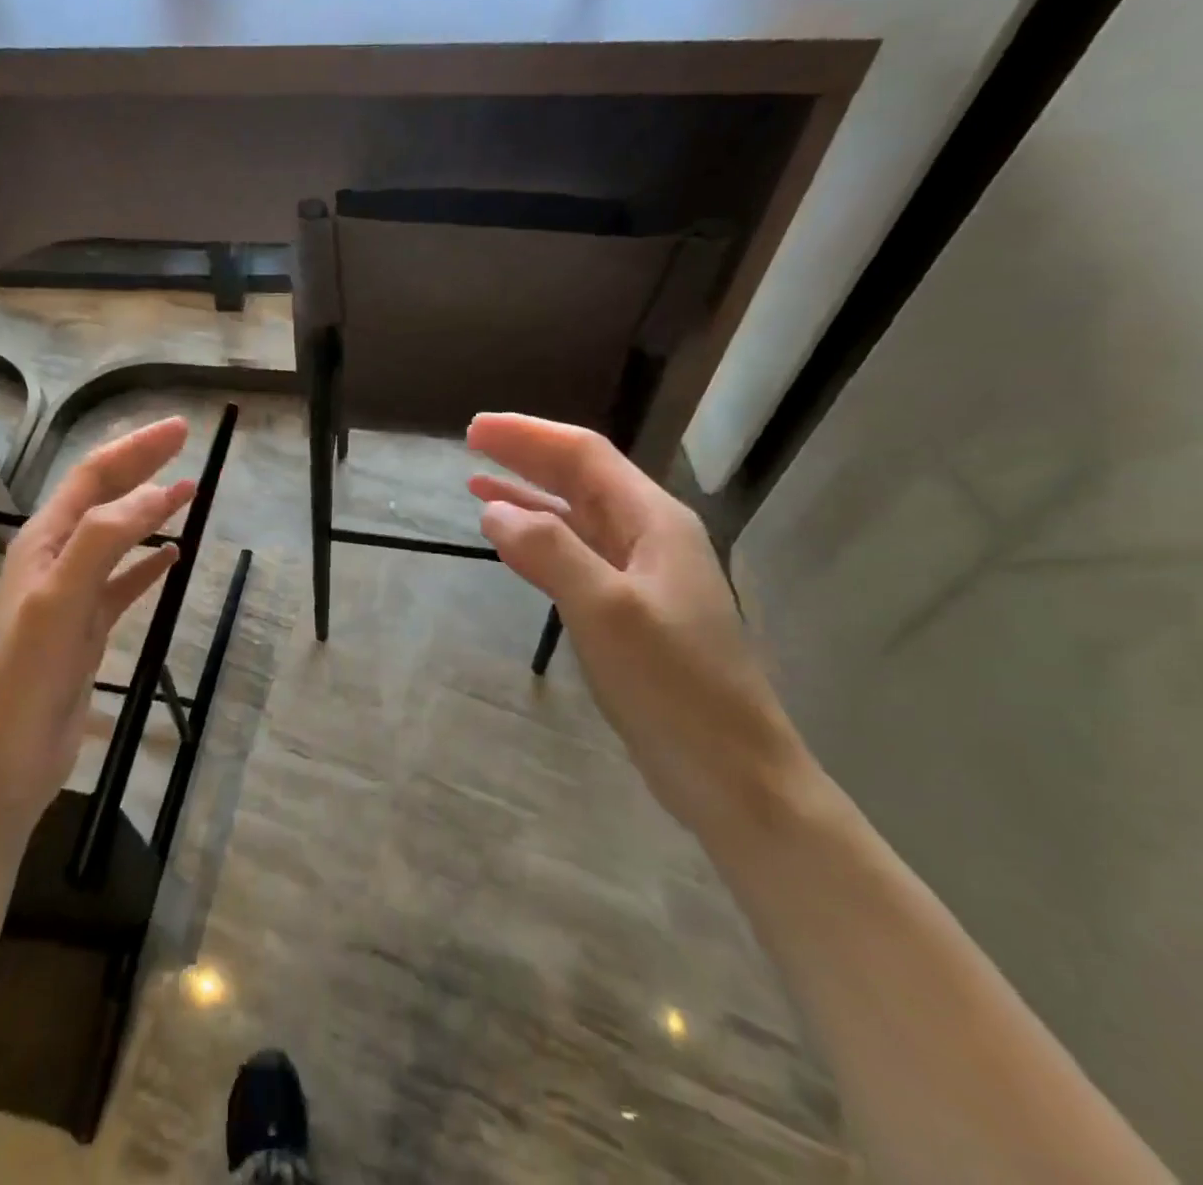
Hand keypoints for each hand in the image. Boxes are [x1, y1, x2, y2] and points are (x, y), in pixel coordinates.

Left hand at [0, 417, 194, 831]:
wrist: (5, 757)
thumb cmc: (26, 674)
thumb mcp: (61, 597)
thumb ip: (105, 540)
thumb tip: (158, 493)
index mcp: (43, 542)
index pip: (93, 478)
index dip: (134, 449)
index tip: (178, 429)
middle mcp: (56, 559)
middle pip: (104, 499)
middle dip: (142, 467)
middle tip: (184, 442)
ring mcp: (72, 595)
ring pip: (118, 538)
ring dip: (150, 511)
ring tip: (189, 491)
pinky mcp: (87, 629)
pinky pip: (124, 584)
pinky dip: (149, 565)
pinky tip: (172, 558)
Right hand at [467, 413, 810, 834]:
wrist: (731, 774)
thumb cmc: (673, 687)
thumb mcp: (606, 611)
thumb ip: (550, 552)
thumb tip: (494, 510)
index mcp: (654, 522)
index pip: (584, 457)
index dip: (529, 436)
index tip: (475, 429)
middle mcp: (649, 537)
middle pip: (580, 479)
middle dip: (526, 457)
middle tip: (471, 442)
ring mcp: (639, 575)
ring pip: (574, 517)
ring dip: (528, 497)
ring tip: (477, 484)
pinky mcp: (626, 610)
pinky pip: (574, 556)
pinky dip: (537, 541)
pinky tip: (509, 542)